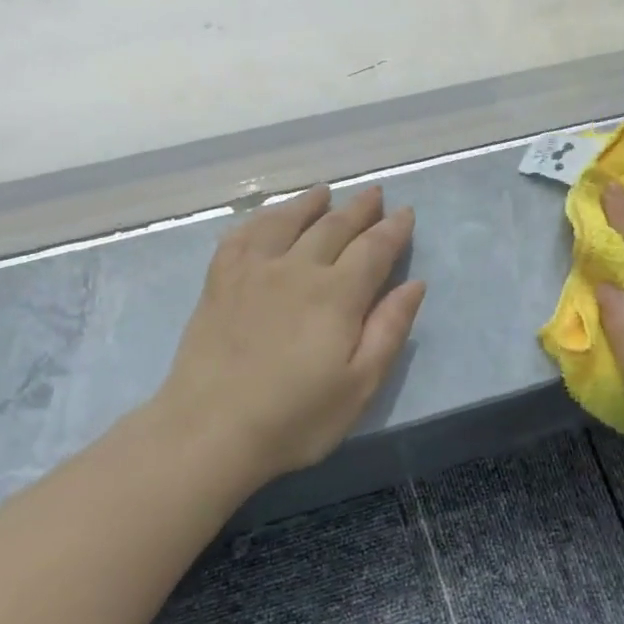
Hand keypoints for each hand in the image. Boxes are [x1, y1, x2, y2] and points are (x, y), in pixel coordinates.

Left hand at [153, 185, 425, 483]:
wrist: (210, 430)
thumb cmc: (295, 418)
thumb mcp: (360, 385)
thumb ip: (389, 330)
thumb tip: (413, 284)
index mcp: (337, 295)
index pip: (373, 249)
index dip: (393, 230)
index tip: (405, 213)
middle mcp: (297, 269)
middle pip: (334, 227)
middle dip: (359, 209)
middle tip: (374, 194)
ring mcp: (253, 271)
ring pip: (287, 221)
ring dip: (310, 204)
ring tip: (324, 193)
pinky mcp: (219, 282)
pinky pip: (242, 235)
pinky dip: (260, 219)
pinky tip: (267, 218)